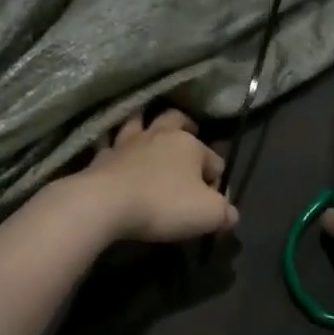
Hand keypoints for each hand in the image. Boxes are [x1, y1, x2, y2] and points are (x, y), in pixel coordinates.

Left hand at [79, 110, 237, 243]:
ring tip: (149, 133)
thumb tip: (231, 214)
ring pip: (139, 122)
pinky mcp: (102, 156)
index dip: (217, 180)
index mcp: (189, 145)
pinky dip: (115, 147)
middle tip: (188, 136)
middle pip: (175, 120)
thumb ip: (224, 213)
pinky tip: (115, 154)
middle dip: (185, 126)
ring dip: (145, 124)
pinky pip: (110, 145)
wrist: (105, 203)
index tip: (212, 202)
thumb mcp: (207, 214)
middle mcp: (159, 135)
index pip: (214, 160)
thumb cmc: (163, 204)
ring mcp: (127, 143)